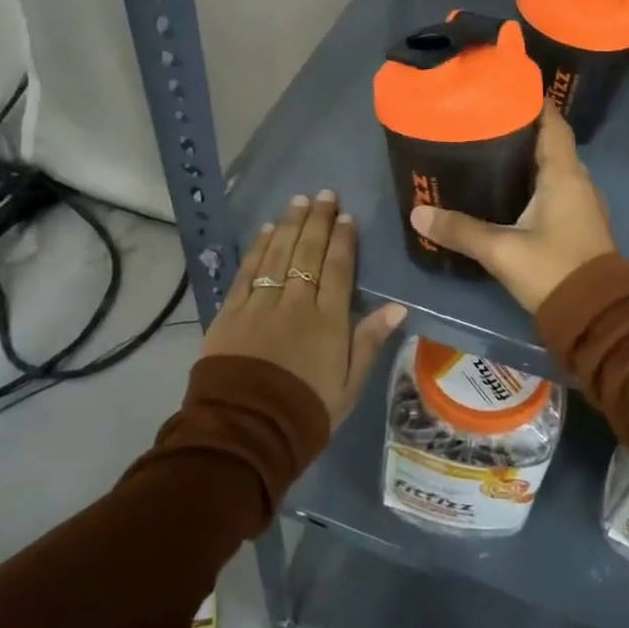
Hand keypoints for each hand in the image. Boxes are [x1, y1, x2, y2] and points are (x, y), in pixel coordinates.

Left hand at [201, 191, 405, 426]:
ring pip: (278, 254)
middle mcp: (295, 303)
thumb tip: (397, 307)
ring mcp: (261, 304)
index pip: (338, 268)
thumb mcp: (349, 386)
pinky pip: (248, 272)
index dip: (343, 239)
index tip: (346, 215)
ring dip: (289, 225)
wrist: (245, 432)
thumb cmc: (306, 412)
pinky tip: (266, 230)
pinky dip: (258, 249)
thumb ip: (369, 341)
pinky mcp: (231, 313)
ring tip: (298, 201)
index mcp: (328, 320)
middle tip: (323, 194)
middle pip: (308, 252)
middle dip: (317, 220)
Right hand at [409, 104, 616, 314]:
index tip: (503, 89)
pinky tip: (509, 190)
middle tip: (484, 121)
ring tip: (490, 150)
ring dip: (529, 157)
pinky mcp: (580, 223)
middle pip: (551, 142)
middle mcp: (579, 181)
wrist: (597, 316)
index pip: (552, 122)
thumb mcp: (501, 250)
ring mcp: (583, 203)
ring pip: (554, 167)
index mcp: (564, 174)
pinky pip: (557, 188)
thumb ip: (460, 230)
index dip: (532, 102)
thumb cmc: (553, 270)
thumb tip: (418, 213)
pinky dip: (535, 181)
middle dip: (522, 129)